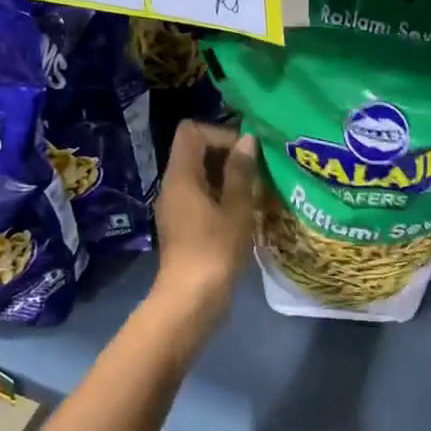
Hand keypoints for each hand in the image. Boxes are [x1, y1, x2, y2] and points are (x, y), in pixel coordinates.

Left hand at [151, 121, 258, 322]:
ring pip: (200, 176)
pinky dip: (221, 195)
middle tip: (258, 170)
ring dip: (227, 177)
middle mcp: (172, 186)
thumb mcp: (236, 208)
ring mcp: (175, 207)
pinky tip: (245, 211)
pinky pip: (201, 196)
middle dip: (227, 154)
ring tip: (256, 190)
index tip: (247, 152)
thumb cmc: (215, 250)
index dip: (220, 133)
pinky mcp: (183, 226)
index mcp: (181, 176)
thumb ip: (241, 172)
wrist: (192, 299)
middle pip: (195, 151)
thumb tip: (247, 140)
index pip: (191, 131)